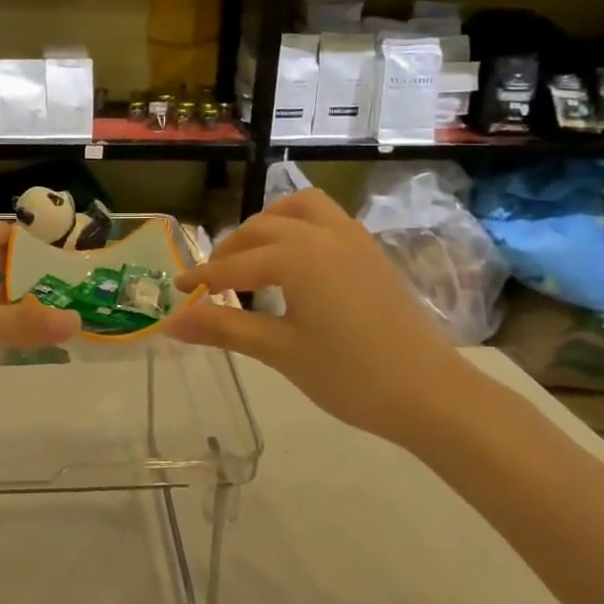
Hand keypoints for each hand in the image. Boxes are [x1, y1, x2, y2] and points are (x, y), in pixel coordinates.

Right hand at [164, 189, 475, 442]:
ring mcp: (353, 239)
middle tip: (211, 282)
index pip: (235, 264)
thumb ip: (224, 329)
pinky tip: (296, 261)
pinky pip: (327, 219)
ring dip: (269, 224)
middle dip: (231, 251)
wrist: (431, 394)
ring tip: (252, 256)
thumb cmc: (351, 377)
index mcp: (298, 257)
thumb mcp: (280, 352)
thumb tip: (171, 322)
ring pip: (299, 209)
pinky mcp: (372, 252)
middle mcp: (324, 234)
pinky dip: (299, 226)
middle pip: (263, 229)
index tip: (177, 290)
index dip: (203, 278)